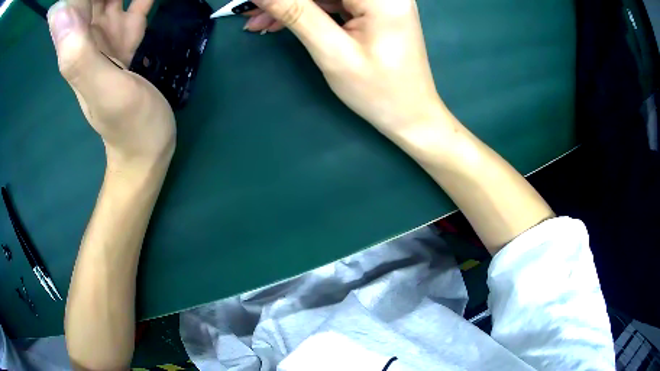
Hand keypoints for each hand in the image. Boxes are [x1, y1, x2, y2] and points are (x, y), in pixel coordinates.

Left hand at [47, 0, 174, 167]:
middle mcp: (88, 35)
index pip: (73, 2)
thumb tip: (57, 13)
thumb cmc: (129, 124)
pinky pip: (134, 2)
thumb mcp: (103, 90)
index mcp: (76, 45)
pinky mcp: (127, 37)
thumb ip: (77, 55)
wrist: (146, 147)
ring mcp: (108, 34)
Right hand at [250, 0, 449, 142]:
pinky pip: (333, 3)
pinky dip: (308, 12)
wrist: (410, 115)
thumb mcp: (332, 52)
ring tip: (258, 22)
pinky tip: (281, 23)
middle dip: (285, 0)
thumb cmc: (377, 91)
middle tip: (250, 12)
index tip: (253, 2)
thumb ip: (296, 13)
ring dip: (291, 6)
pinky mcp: (374, 9)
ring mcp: (380, 0)